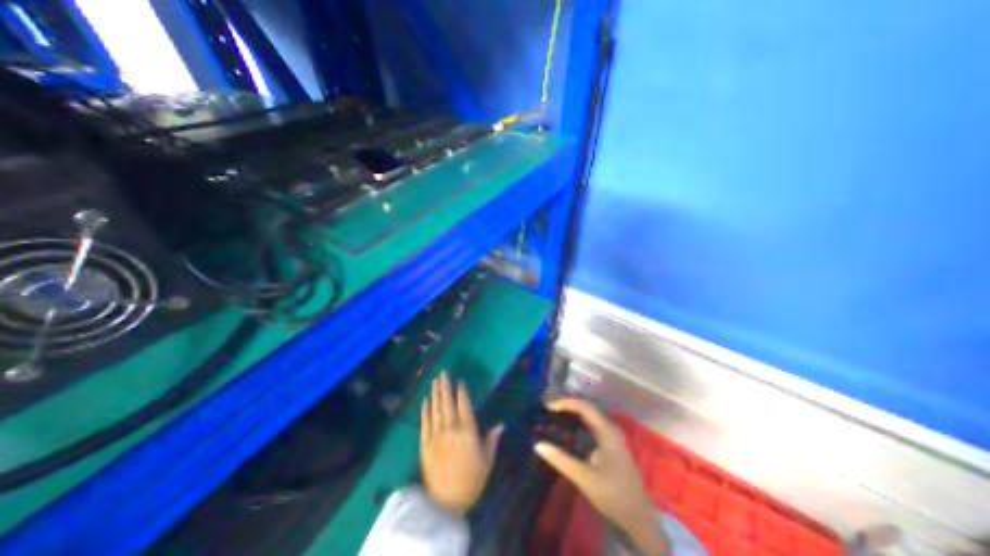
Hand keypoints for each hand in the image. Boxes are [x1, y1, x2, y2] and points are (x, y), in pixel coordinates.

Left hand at [419, 374, 503, 515]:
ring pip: (436, 410)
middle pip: (447, 403)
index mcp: (467, 433)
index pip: (464, 406)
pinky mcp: (425, 445)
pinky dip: (424, 411)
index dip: (461, 392)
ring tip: (435, 381)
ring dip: (435, 394)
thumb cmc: (471, 482)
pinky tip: (425, 401)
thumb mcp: (486, 462)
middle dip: (445, 386)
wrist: (445, 503)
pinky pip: (424, 424)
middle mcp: (451, 430)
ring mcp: (436, 437)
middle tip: (443, 372)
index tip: (459, 381)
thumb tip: (501, 425)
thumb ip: (492, 441)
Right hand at [535, 397, 671, 555]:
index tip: (547, 408)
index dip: (565, 403)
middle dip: (567, 405)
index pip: (584, 407)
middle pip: (587, 408)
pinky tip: (568, 429)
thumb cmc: (613, 495)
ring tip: (554, 415)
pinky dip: (578, 422)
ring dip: (572, 413)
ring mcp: (612, 436)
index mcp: (607, 431)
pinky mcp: (610, 445)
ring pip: (589, 416)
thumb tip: (537, 445)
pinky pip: (591, 425)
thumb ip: (560, 460)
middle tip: (548, 409)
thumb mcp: (584, 477)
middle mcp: (610, 428)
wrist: (639, 520)